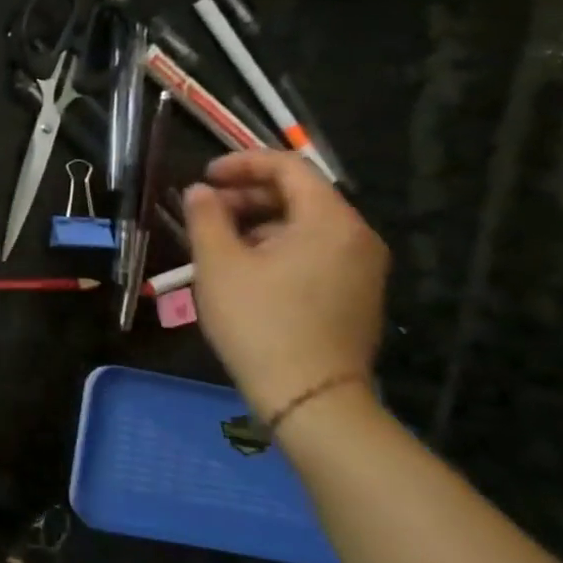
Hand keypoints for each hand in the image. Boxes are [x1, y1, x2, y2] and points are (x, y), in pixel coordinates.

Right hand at [182, 150, 388, 420]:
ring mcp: (362, 268)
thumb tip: (200, 192)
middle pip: (300, 194)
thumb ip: (206, 217)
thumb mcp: (219, 264)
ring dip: (260, 222)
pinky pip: (316, 251)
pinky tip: (247, 270)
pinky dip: (280, 246)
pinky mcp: (356, 295)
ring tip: (220, 243)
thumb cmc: (260, 323)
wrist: (311, 399)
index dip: (242, 163)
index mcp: (330, 221)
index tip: (204, 177)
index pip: (288, 167)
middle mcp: (356, 237)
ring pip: (306, 225)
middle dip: (249, 195)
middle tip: (207, 211)